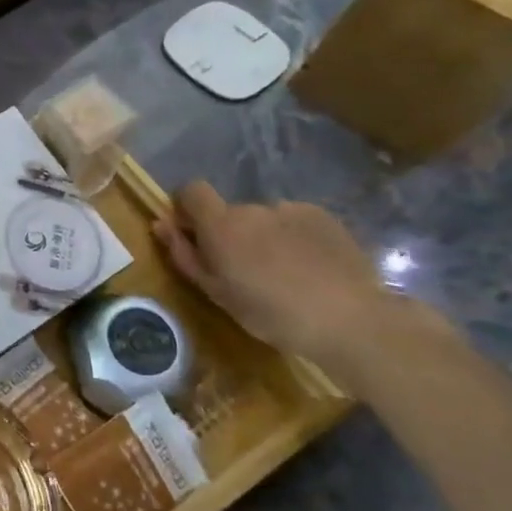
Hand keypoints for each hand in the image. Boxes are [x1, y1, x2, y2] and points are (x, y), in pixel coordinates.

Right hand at [153, 180, 397, 391]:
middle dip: (232, 234)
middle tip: (246, 271)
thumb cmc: (271, 312)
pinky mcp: (324, 217)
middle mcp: (252, 207)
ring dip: (265, 237)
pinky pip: (296, 222)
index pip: (192, 190)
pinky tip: (311, 268)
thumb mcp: (216, 292)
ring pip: (265, 219)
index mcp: (221, 224)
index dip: (188, 207)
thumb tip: (161, 224)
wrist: (350, 320)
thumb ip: (184, 254)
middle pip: (231, 212)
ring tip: (286, 274)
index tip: (193, 233)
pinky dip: (295, 238)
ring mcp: (291, 210)